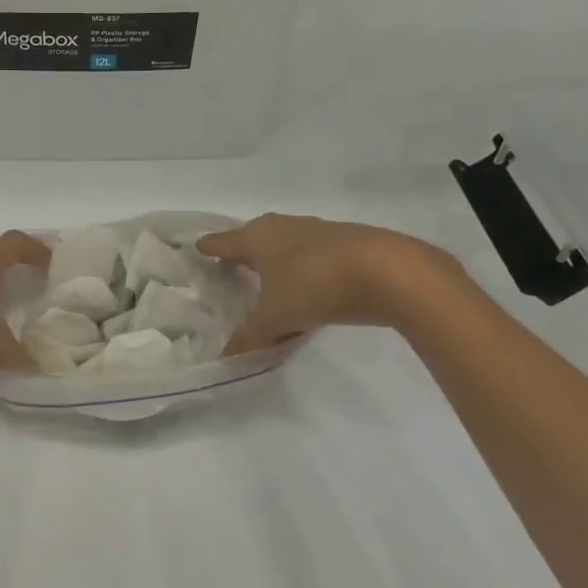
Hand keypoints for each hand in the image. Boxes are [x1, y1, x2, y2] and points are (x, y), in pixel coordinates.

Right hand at [197, 214, 461, 351]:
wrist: (389, 272)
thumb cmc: (315, 286)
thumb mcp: (275, 319)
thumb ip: (249, 338)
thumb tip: (225, 360)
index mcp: (259, 239)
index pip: (225, 242)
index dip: (210, 248)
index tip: (198, 248)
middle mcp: (286, 228)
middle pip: (256, 236)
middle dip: (244, 250)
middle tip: (232, 265)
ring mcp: (320, 232)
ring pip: (288, 245)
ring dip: (278, 261)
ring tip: (270, 281)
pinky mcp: (349, 244)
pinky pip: (314, 257)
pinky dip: (305, 271)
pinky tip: (311, 290)